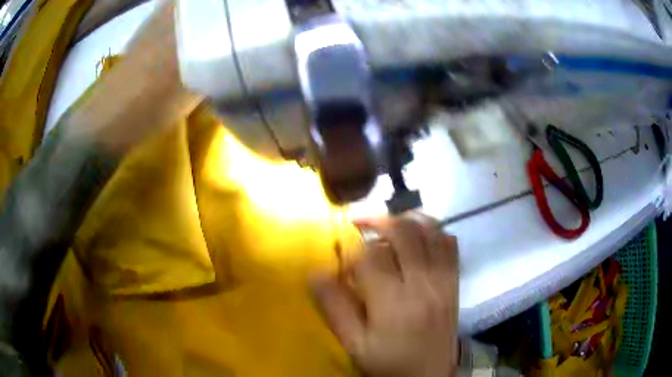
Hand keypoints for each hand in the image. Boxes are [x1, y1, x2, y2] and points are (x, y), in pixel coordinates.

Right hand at [312, 214, 458, 376]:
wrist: (430, 375)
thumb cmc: (389, 363)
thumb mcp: (355, 345)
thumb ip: (335, 309)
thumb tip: (314, 272)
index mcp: (394, 303)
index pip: (371, 256)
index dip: (352, 249)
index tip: (342, 254)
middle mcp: (423, 284)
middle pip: (404, 233)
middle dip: (378, 220)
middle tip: (360, 222)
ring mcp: (443, 280)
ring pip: (430, 231)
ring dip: (407, 220)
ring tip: (388, 224)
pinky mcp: (455, 281)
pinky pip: (450, 244)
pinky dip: (434, 232)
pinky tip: (418, 238)